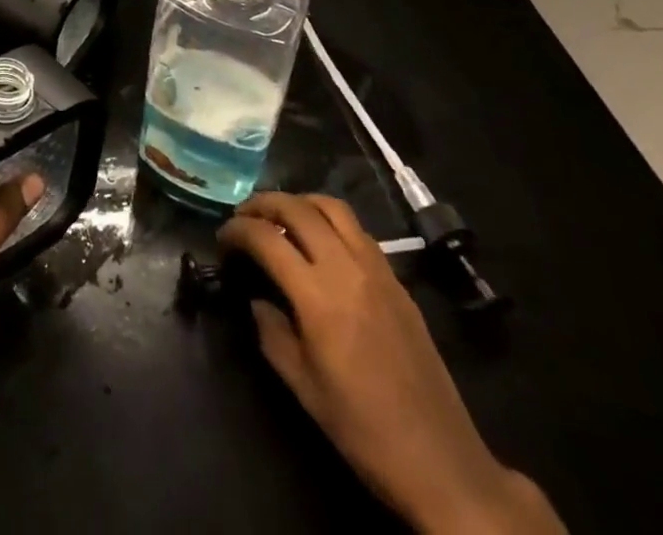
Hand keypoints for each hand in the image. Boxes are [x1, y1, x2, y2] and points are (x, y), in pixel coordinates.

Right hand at [218, 194, 562, 534]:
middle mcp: (347, 270)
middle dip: (263, 203)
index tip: (222, 238)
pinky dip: (329, 221)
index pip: (267, 239)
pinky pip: (357, 230)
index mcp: (319, 298)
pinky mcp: (398, 279)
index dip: (237, 230)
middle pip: (298, 209)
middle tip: (243, 216)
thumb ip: (271, 332)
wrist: (441, 461)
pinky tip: (319, 241)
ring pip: (332, 207)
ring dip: (299, 202)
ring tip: (280, 216)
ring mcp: (378, 270)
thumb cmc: (363, 431)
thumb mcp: (302, 388)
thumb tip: (258, 300)